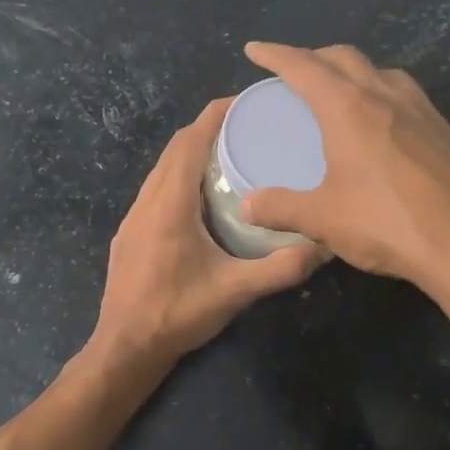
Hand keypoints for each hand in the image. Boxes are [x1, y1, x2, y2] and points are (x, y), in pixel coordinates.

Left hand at [92, 99, 327, 369]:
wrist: (125, 347)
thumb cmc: (177, 314)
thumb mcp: (234, 291)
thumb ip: (280, 269)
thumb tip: (325, 247)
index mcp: (169, 204)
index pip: (189, 142)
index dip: (214, 116)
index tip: (244, 102)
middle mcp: (147, 201)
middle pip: (174, 149)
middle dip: (207, 130)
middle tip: (247, 128)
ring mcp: (133, 217)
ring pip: (161, 169)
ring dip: (190, 154)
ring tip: (229, 156)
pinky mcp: (130, 234)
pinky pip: (155, 189)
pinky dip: (179, 177)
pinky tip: (202, 197)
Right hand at [238, 43, 449, 359]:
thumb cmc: (388, 224)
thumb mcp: (324, 219)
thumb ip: (280, 207)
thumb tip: (246, 206)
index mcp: (348, 107)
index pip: (303, 67)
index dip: (275, 55)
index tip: (254, 50)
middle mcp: (385, 95)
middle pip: (343, 57)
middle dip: (314, 57)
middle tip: (293, 72)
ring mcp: (422, 110)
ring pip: (379, 71)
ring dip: (352, 71)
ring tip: (337, 92)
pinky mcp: (445, 131)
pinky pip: (404, 94)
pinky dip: (379, 92)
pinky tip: (380, 124)